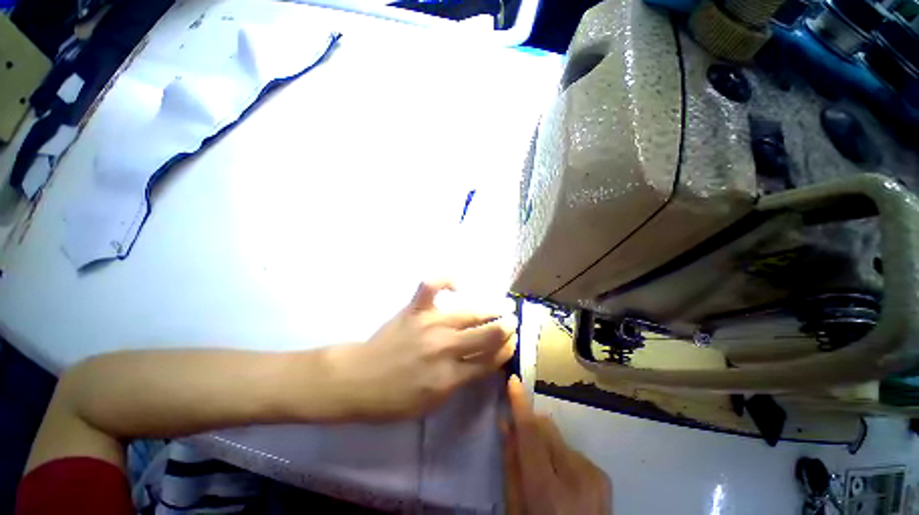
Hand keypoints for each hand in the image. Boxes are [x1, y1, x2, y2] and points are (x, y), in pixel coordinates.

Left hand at [327, 280, 516, 421]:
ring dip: (490, 309)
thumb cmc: (395, 399)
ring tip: (502, 306)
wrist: (358, 380)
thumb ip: (460, 381)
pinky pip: (432, 286)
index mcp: (450, 377)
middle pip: (486, 334)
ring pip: (469, 312)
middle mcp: (445, 347)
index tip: (512, 342)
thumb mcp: (433, 403)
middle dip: (506, 328)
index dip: (506, 350)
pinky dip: (445, 280)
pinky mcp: (414, 309)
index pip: (490, 360)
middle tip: (513, 322)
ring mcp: (429, 324)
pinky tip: (456, 286)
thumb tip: (481, 361)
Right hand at [503, 376, 611, 514]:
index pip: (531, 434)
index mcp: (548, 491)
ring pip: (558, 438)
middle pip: (546, 428)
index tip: (514, 380)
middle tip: (521, 441)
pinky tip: (563, 481)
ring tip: (545, 471)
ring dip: (547, 445)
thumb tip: (506, 424)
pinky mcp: (603, 476)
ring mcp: (594, 475)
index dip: (521, 404)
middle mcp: (575, 477)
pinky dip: (562, 456)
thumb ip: (511, 465)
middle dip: (531, 427)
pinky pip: (573, 451)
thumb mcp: (516, 509)